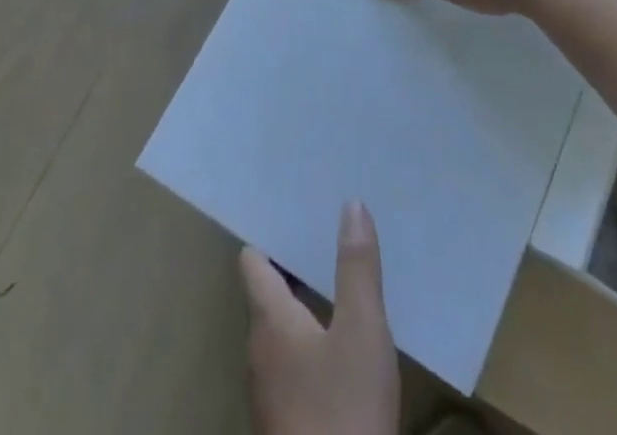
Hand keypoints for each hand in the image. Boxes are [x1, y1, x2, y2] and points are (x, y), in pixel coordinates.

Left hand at [241, 202, 398, 434]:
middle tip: (323, 232)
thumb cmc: (344, 409)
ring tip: (336, 278)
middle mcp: (259, 349)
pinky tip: (342, 341)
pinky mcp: (288, 421)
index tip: (292, 207)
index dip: (270, 233)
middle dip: (293, 264)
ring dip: (304, 303)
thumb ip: (356, 267)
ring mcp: (270, 391)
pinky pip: (292, 363)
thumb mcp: (362, 330)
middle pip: (266, 292)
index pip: (253, 261)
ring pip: (280, 329)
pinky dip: (311, 341)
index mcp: (268, 318)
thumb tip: (351, 204)